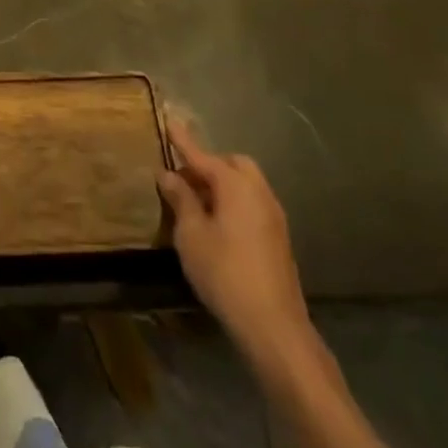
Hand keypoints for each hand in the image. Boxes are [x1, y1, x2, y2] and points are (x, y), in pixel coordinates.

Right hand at [159, 123, 312, 365]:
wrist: (273, 326)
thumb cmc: (224, 273)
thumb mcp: (191, 234)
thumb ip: (181, 199)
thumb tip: (169, 174)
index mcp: (235, 185)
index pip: (202, 155)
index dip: (183, 140)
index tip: (170, 120)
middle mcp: (259, 192)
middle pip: (232, 164)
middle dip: (208, 164)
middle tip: (183, 176)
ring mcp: (273, 216)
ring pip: (245, 184)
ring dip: (222, 184)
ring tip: (196, 202)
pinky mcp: (278, 238)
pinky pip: (252, 204)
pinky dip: (233, 202)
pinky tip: (217, 224)